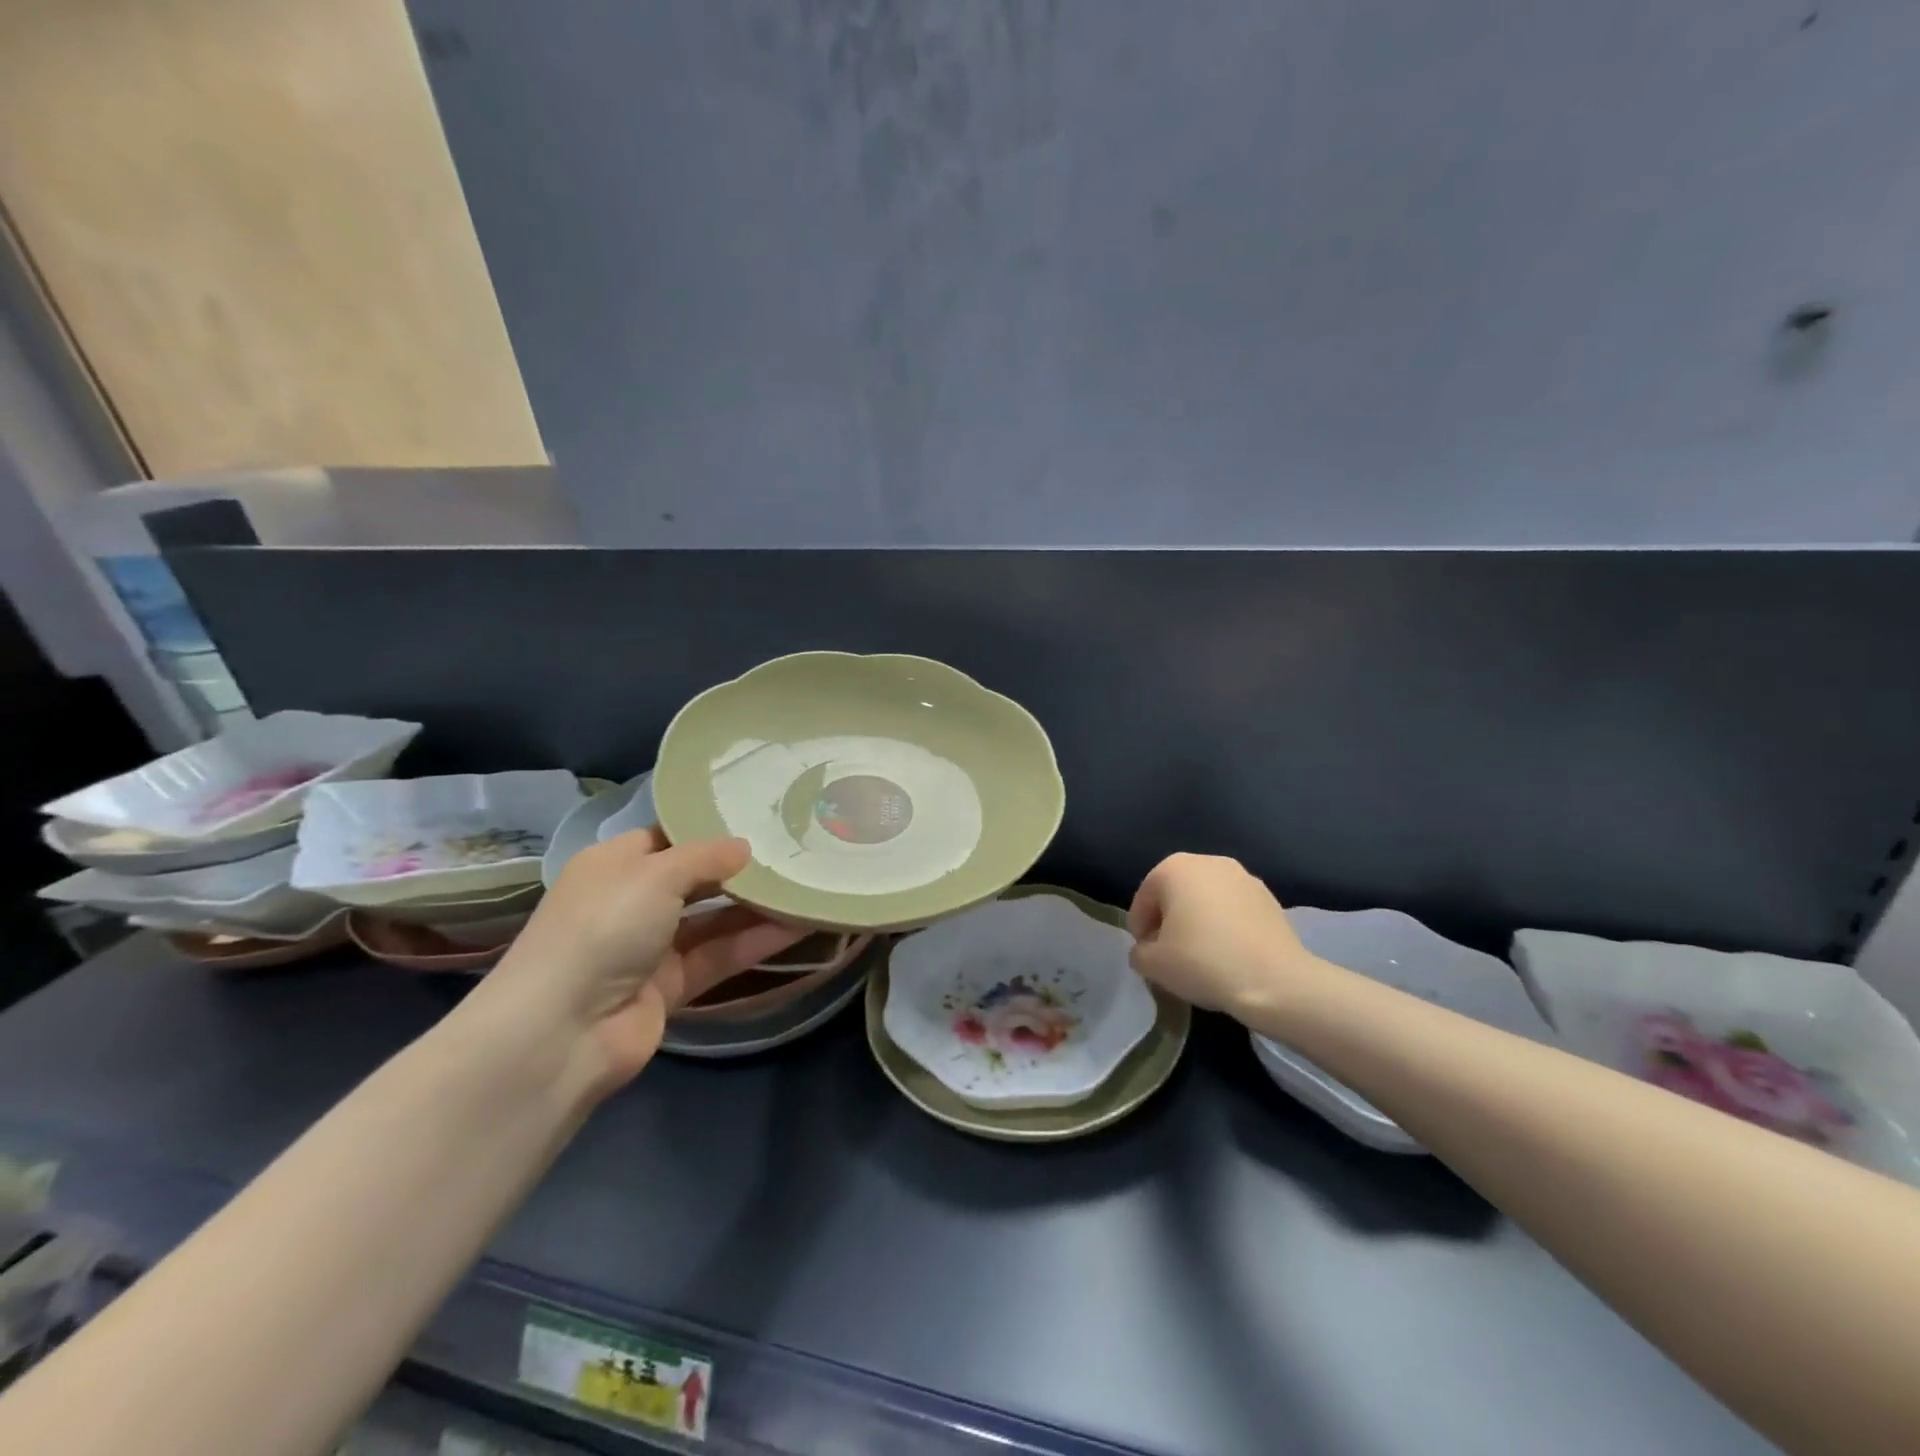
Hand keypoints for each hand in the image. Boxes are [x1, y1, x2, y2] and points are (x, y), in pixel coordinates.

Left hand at [473, 827, 803, 1094]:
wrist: (563, 1031)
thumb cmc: (603, 927)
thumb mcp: (655, 875)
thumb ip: (706, 857)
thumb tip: (745, 847)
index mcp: (614, 865)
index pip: (667, 837)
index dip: (708, 828)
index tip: (758, 817)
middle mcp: (632, 902)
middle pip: (696, 879)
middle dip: (740, 869)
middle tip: (794, 850)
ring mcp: (651, 947)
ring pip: (714, 919)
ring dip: (757, 906)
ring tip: (807, 885)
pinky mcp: (671, 986)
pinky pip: (720, 955)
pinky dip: (755, 941)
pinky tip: (799, 925)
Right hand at [1127, 853, 1331, 1017]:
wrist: (1276, 981)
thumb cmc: (1204, 962)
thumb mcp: (1153, 964)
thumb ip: (1139, 952)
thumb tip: (1147, 950)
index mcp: (1174, 868)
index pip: (1144, 898)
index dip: (1139, 929)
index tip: (1145, 956)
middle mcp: (1208, 862)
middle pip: (1176, 893)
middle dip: (1168, 921)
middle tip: (1169, 955)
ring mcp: (1243, 877)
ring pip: (1207, 900)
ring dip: (1198, 922)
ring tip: (1200, 957)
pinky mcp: (1269, 898)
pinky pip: (1233, 910)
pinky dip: (1225, 927)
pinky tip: (1228, 955)